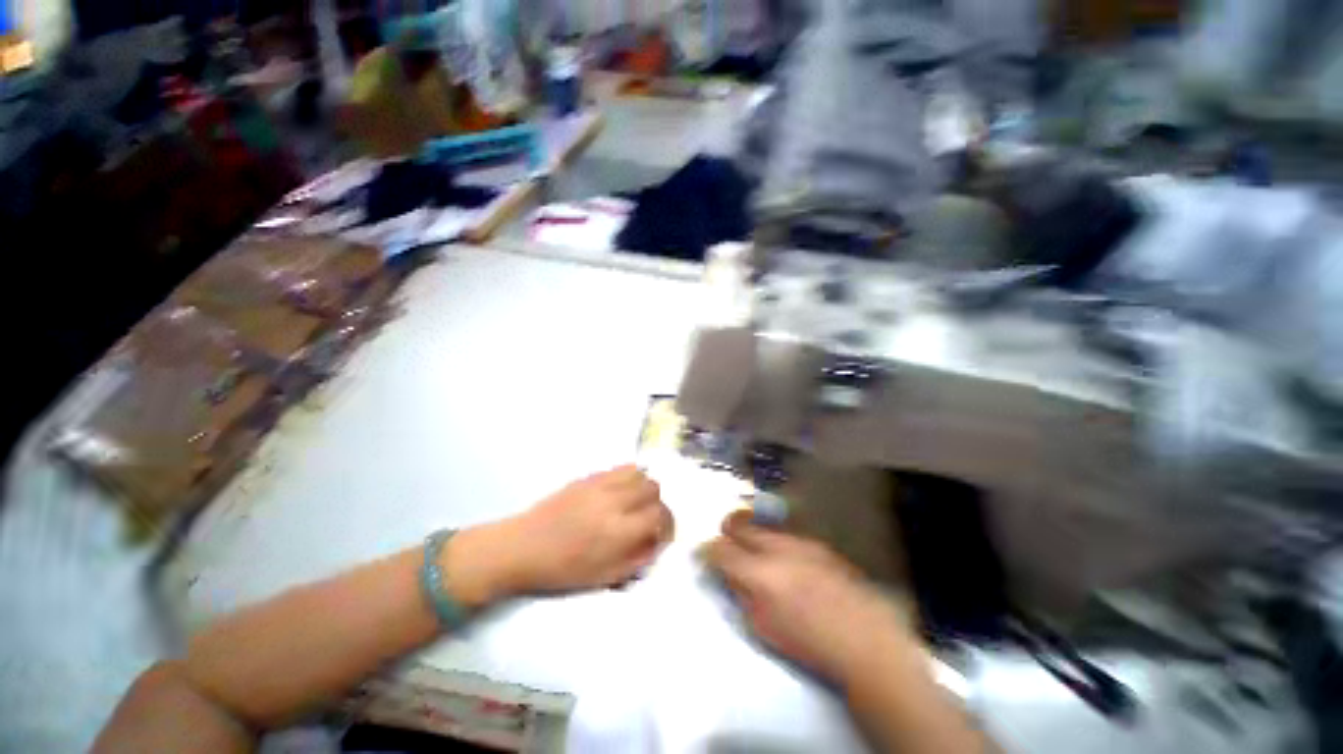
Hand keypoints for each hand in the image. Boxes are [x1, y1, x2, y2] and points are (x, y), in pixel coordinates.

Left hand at [451, 465, 673, 605]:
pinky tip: (621, 492)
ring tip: (636, 504)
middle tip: (649, 520)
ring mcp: (600, 484)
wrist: (521, 548)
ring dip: (645, 488)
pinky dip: (630, 477)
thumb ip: (637, 558)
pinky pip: (620, 468)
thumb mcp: (604, 577)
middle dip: (658, 505)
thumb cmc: (561, 571)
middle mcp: (614, 501)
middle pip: (653, 489)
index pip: (660, 515)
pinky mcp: (589, 476)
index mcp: (618, 531)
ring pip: (640, 473)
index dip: (668, 525)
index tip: (662, 536)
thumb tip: (657, 543)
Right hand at [703, 512, 916, 684]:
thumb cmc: (809, 643)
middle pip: (740, 524)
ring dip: (753, 536)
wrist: (866, 640)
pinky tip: (787, 563)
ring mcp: (800, 541)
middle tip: (725, 545)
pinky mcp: (817, 543)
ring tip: (757, 555)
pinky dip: (776, 543)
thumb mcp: (763, 626)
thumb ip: (741, 593)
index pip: (721, 549)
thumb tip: (728, 573)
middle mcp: (778, 547)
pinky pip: (786, 535)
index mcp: (761, 574)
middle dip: (727, 531)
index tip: (703, 555)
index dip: (707, 551)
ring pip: (763, 526)